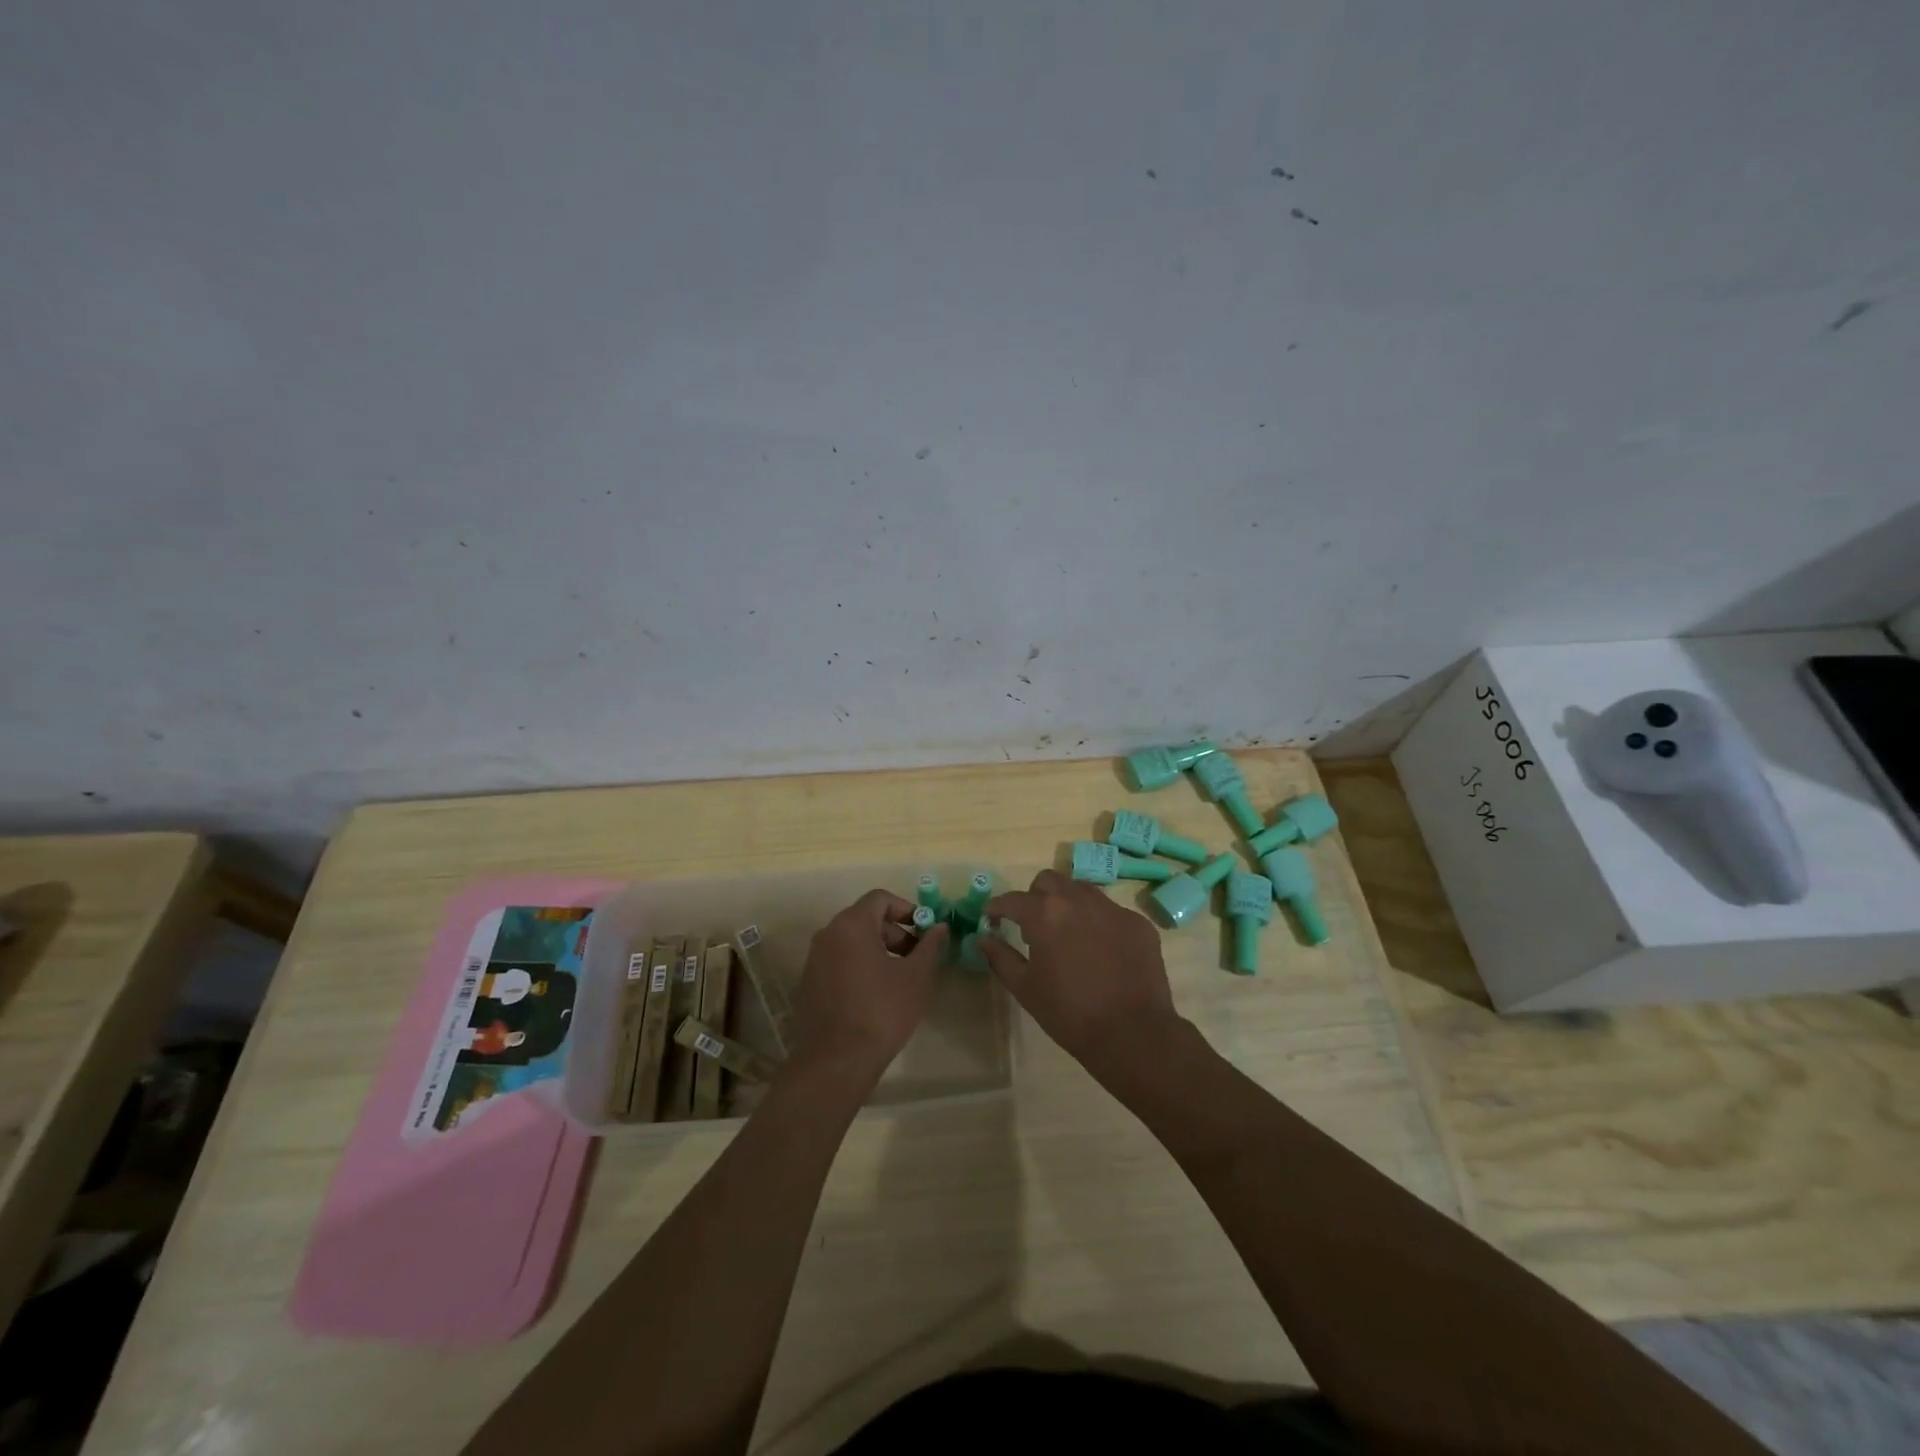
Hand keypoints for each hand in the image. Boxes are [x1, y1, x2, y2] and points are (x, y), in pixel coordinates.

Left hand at [788, 889, 946, 1088]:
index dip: (907, 909)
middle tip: (917, 958)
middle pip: (865, 919)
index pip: (880, 899)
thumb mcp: (917, 977)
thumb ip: (930, 946)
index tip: (925, 932)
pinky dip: (860, 968)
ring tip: (900, 979)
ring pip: (852, 942)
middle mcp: (827, 935)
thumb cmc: (881, 1012)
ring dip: (879, 951)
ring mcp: (814, 961)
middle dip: (895, 933)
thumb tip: (939, 927)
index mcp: (851, 925)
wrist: (834, 1063)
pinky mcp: (809, 985)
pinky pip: (839, 963)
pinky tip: (876, 997)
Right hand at [980, 869, 1185, 1084]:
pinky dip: (1098, 922)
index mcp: (1046, 914)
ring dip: (1067, 903)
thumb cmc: (1069, 1013)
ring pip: (1081, 890)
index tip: (992, 918)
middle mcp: (1078, 900)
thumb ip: (1000, 957)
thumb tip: (983, 938)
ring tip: (1067, 933)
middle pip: (1048, 881)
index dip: (997, 907)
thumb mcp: (1025, 988)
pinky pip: (1110, 911)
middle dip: (1034, 897)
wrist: (1132, 1033)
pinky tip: (1100, 950)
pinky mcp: (1137, 922)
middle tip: (1032, 924)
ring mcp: (1112, 908)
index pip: (1013, 899)